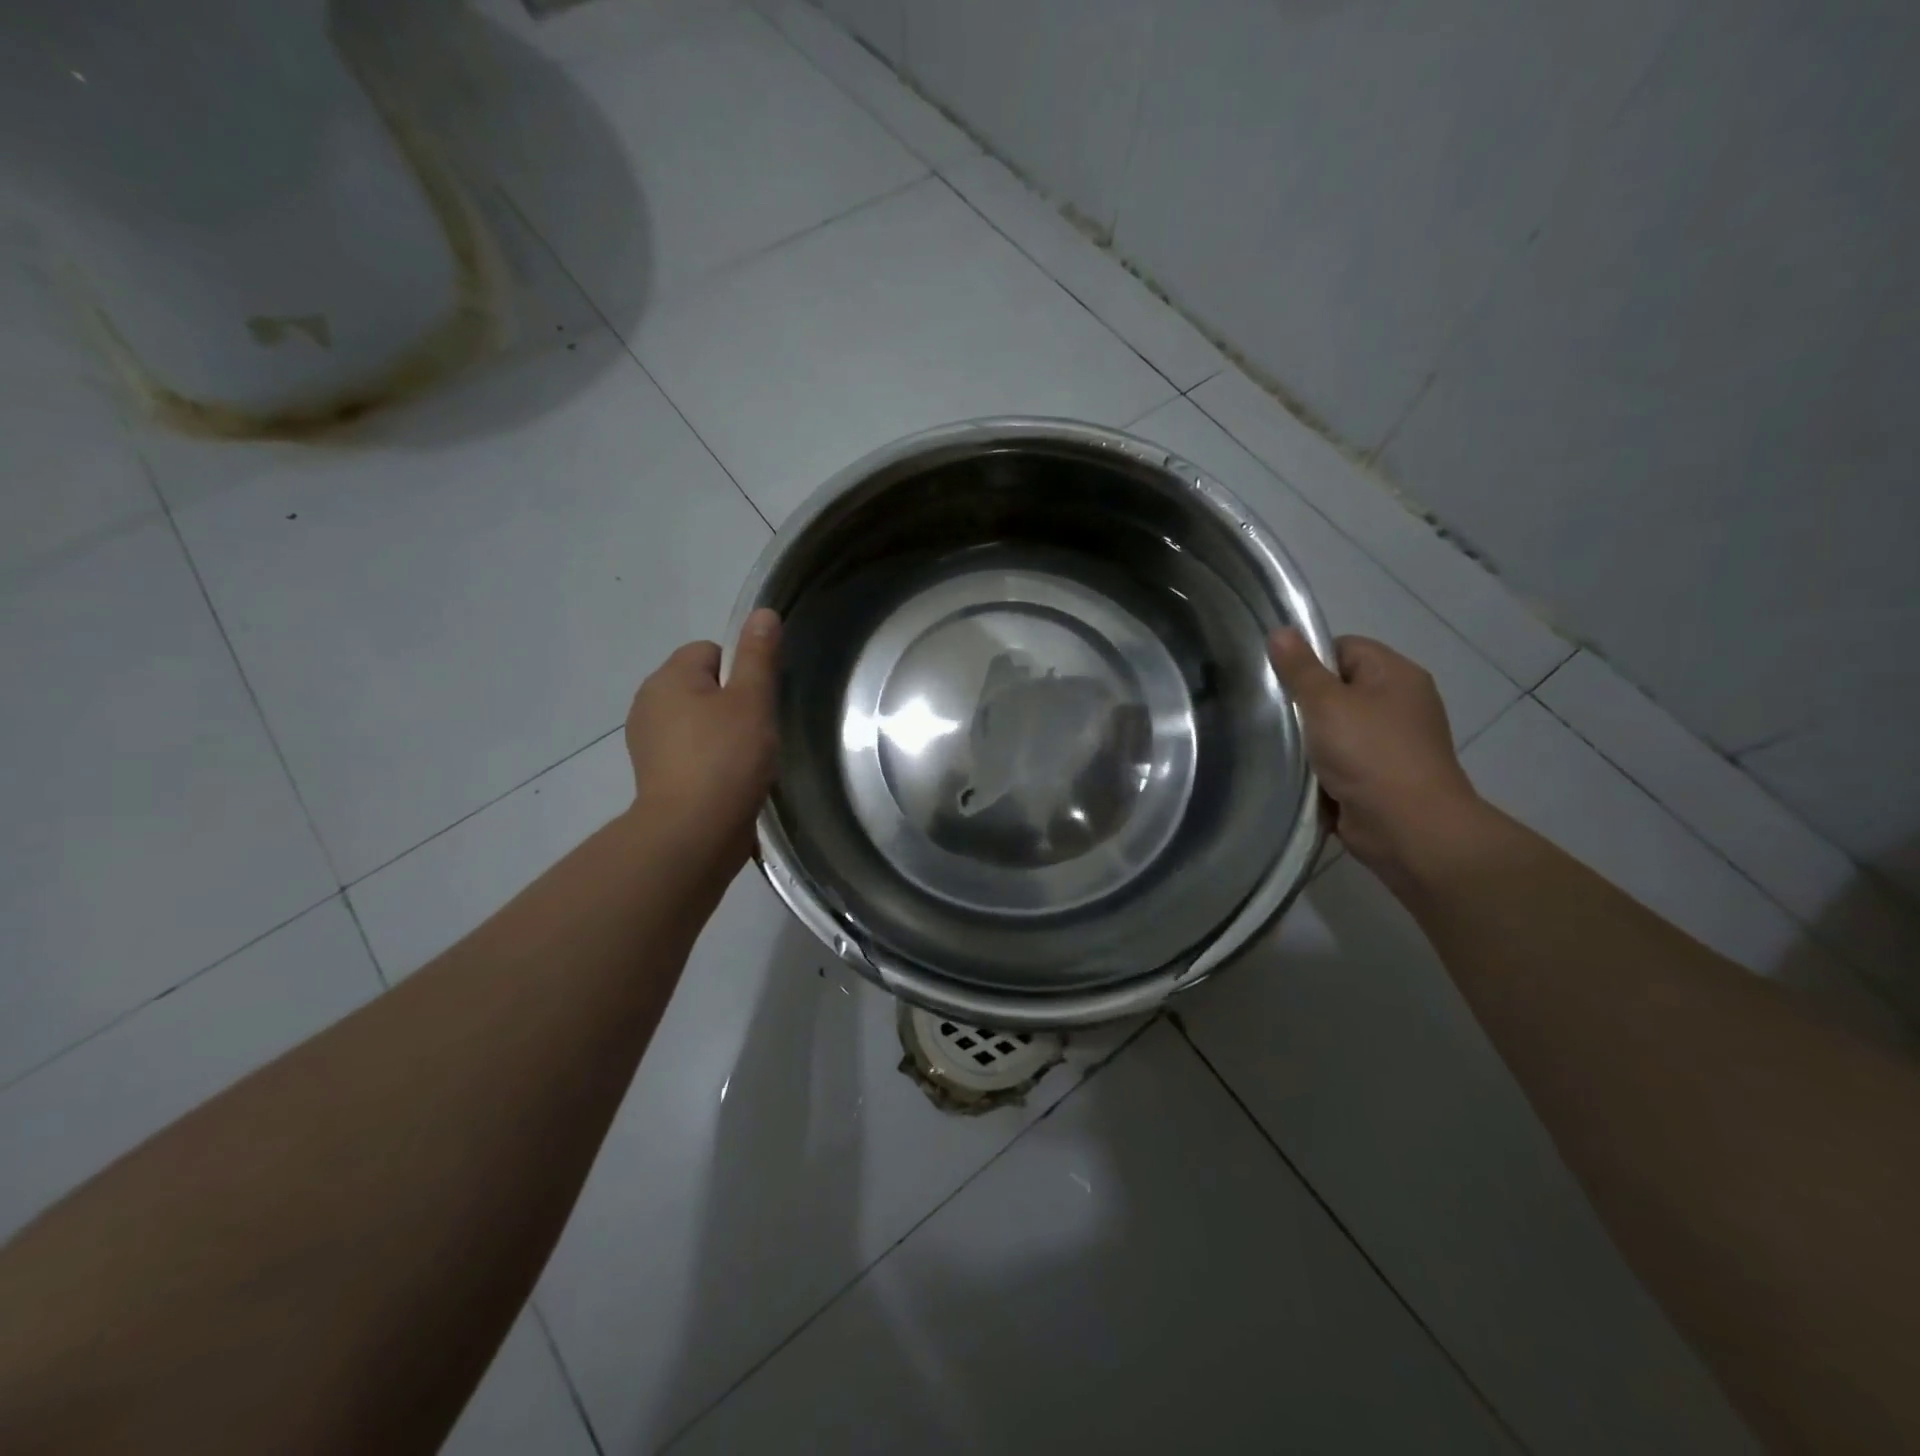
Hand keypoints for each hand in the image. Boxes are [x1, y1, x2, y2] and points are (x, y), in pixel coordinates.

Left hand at [623, 608, 781, 873]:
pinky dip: (709, 762)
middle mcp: (649, 703)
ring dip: (722, 735)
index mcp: (668, 678)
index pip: (710, 651)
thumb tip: (762, 612)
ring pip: (697, 722)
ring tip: (746, 761)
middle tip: (757, 733)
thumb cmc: (726, 758)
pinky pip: (690, 753)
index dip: (740, 672)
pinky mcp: (656, 776)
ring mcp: (648, 743)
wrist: (693, 833)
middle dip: (731, 704)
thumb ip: (758, 655)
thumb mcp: (752, 700)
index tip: (757, 703)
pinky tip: (730, 782)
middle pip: (702, 686)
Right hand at [1269, 629, 1483, 882]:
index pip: (1344, 648)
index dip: (1310, 660)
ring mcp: (1393, 743)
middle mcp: (1400, 703)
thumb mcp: (1326, 703)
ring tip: (1282, 747)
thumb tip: (1279, 630)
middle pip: (1339, 689)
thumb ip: (1300, 669)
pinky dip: (1323, 768)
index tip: (1281, 683)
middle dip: (1306, 703)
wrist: (1409, 828)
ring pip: (1337, 728)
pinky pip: (1343, 761)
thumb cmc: (1369, 755)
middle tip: (1273, 715)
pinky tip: (1300, 774)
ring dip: (1311, 740)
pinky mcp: (1382, 777)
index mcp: (1396, 675)